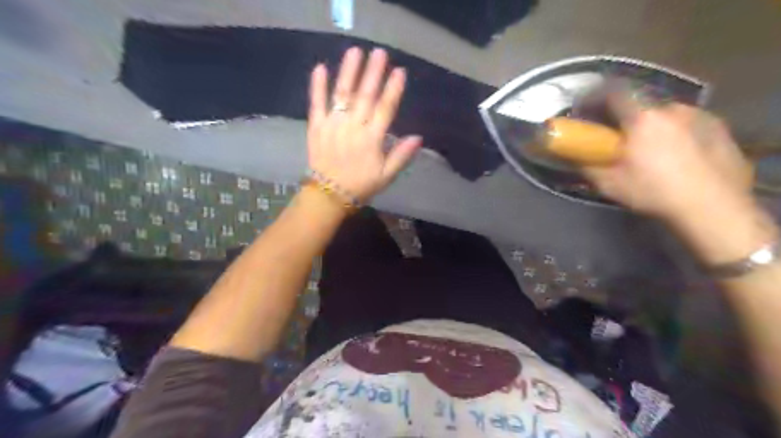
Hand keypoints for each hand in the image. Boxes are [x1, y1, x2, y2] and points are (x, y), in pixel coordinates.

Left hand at [309, 47, 424, 200]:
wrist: (329, 195)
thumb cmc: (361, 185)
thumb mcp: (386, 176)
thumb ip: (401, 156)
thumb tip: (418, 138)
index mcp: (372, 139)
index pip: (385, 109)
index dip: (393, 90)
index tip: (399, 71)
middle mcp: (353, 127)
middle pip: (365, 96)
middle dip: (373, 73)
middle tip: (379, 52)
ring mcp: (333, 125)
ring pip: (342, 94)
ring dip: (349, 72)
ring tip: (355, 52)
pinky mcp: (316, 126)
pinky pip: (316, 103)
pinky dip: (317, 86)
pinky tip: (320, 67)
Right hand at [582, 95, 753, 223]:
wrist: (712, 207)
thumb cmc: (653, 192)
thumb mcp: (609, 184)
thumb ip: (587, 166)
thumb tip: (572, 156)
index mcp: (642, 118)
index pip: (614, 92)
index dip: (596, 97)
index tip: (586, 109)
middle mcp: (671, 109)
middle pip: (640, 103)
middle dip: (625, 115)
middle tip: (619, 135)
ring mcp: (700, 116)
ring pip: (666, 113)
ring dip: (652, 123)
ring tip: (650, 146)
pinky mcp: (720, 128)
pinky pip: (688, 122)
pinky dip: (675, 131)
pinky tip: (677, 152)